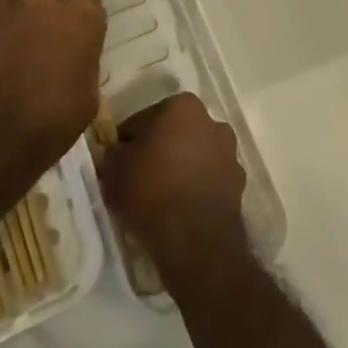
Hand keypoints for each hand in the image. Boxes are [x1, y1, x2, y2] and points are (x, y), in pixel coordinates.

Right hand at [99, 93, 247, 271]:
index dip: (126, 142)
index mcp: (181, 106)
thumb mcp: (114, 170)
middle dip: (158, 150)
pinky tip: (180, 209)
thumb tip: (108, 151)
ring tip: (160, 197)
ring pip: (194, 155)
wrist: (195, 241)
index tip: (118, 163)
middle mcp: (210, 120)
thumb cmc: (151, 191)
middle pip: (173, 134)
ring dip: (180, 168)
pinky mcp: (239, 184)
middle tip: (137, 178)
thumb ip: (109, 153)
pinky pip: (209, 180)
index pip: (142, 120)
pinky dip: (196, 188)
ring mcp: (229, 153)